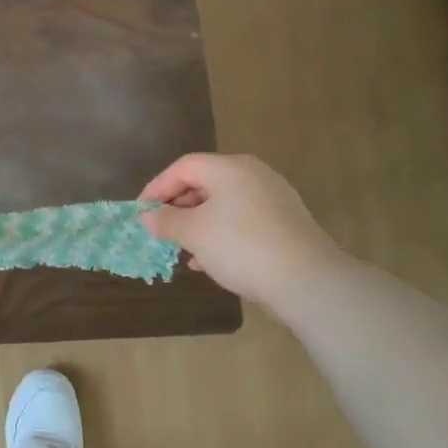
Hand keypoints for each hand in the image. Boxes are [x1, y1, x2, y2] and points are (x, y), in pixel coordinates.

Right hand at [139, 154, 343, 304]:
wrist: (306, 280)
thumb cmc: (241, 246)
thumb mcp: (194, 233)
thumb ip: (166, 221)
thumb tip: (148, 216)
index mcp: (229, 168)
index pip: (183, 167)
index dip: (157, 188)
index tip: (141, 212)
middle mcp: (253, 175)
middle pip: (204, 182)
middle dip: (178, 207)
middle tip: (160, 230)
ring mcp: (273, 198)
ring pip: (223, 204)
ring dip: (198, 224)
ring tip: (182, 249)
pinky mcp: (284, 223)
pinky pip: (242, 220)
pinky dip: (221, 234)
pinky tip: (210, 261)